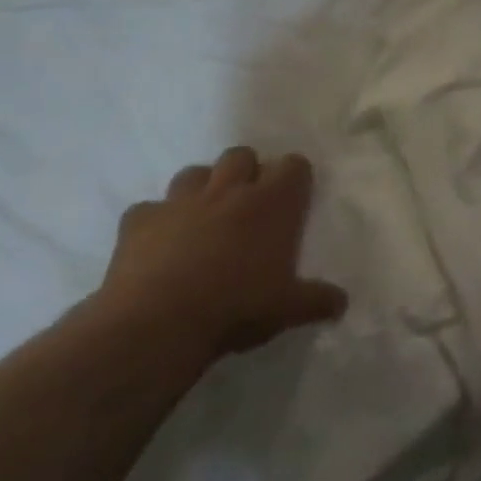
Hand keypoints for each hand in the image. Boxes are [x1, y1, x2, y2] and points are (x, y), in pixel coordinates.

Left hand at [97, 148, 347, 363]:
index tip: (293, 199)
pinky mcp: (139, 222)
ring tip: (203, 218)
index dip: (294, 178)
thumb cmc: (236, 307)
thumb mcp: (288, 308)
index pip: (294, 165)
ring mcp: (181, 203)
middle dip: (246, 172)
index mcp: (272, 202)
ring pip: (194, 173)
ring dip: (201, 188)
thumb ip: (317, 300)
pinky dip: (154, 221)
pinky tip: (156, 243)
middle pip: (241, 155)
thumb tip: (342, 303)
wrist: (156, 325)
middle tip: (247, 205)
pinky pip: (146, 210)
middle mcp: (229, 190)